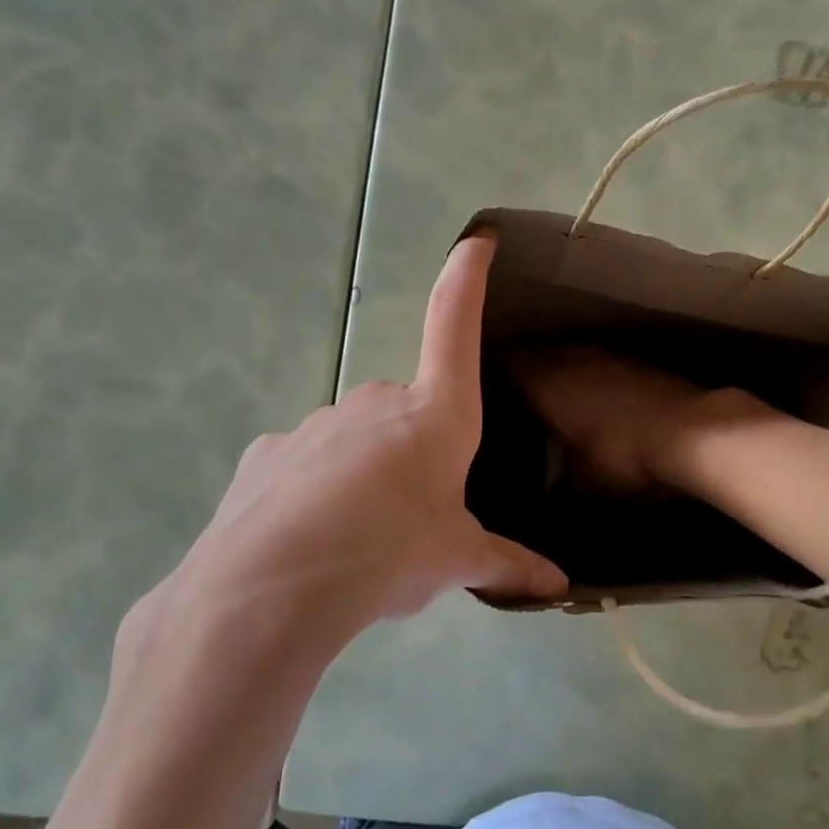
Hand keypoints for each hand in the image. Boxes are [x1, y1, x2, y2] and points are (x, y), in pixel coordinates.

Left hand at [126, 234, 567, 668]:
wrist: (275, 586)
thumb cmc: (390, 553)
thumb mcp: (455, 562)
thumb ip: (505, 565)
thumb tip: (557, 586)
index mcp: (434, 416)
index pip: (453, 328)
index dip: (466, 281)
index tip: (474, 241)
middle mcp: (375, 403)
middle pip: (406, 412)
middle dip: (413, 451)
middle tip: (414, 515)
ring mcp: (316, 424)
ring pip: (355, 440)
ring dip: (366, 474)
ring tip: (361, 537)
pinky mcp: (270, 453)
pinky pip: (308, 463)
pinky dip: (317, 490)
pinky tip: (312, 536)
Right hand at [507, 347, 759, 491]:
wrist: (692, 434)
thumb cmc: (623, 458)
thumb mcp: (581, 486)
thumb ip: (555, 490)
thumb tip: (540, 500)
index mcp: (548, 385)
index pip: (510, 362)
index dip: (495, 365)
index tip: (481, 372)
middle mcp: (574, 361)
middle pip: (540, 352)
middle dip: (526, 361)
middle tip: (511, 377)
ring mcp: (610, 357)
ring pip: (573, 352)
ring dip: (560, 362)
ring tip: (550, 379)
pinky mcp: (640, 362)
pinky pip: (603, 360)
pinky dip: (592, 370)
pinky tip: (596, 386)